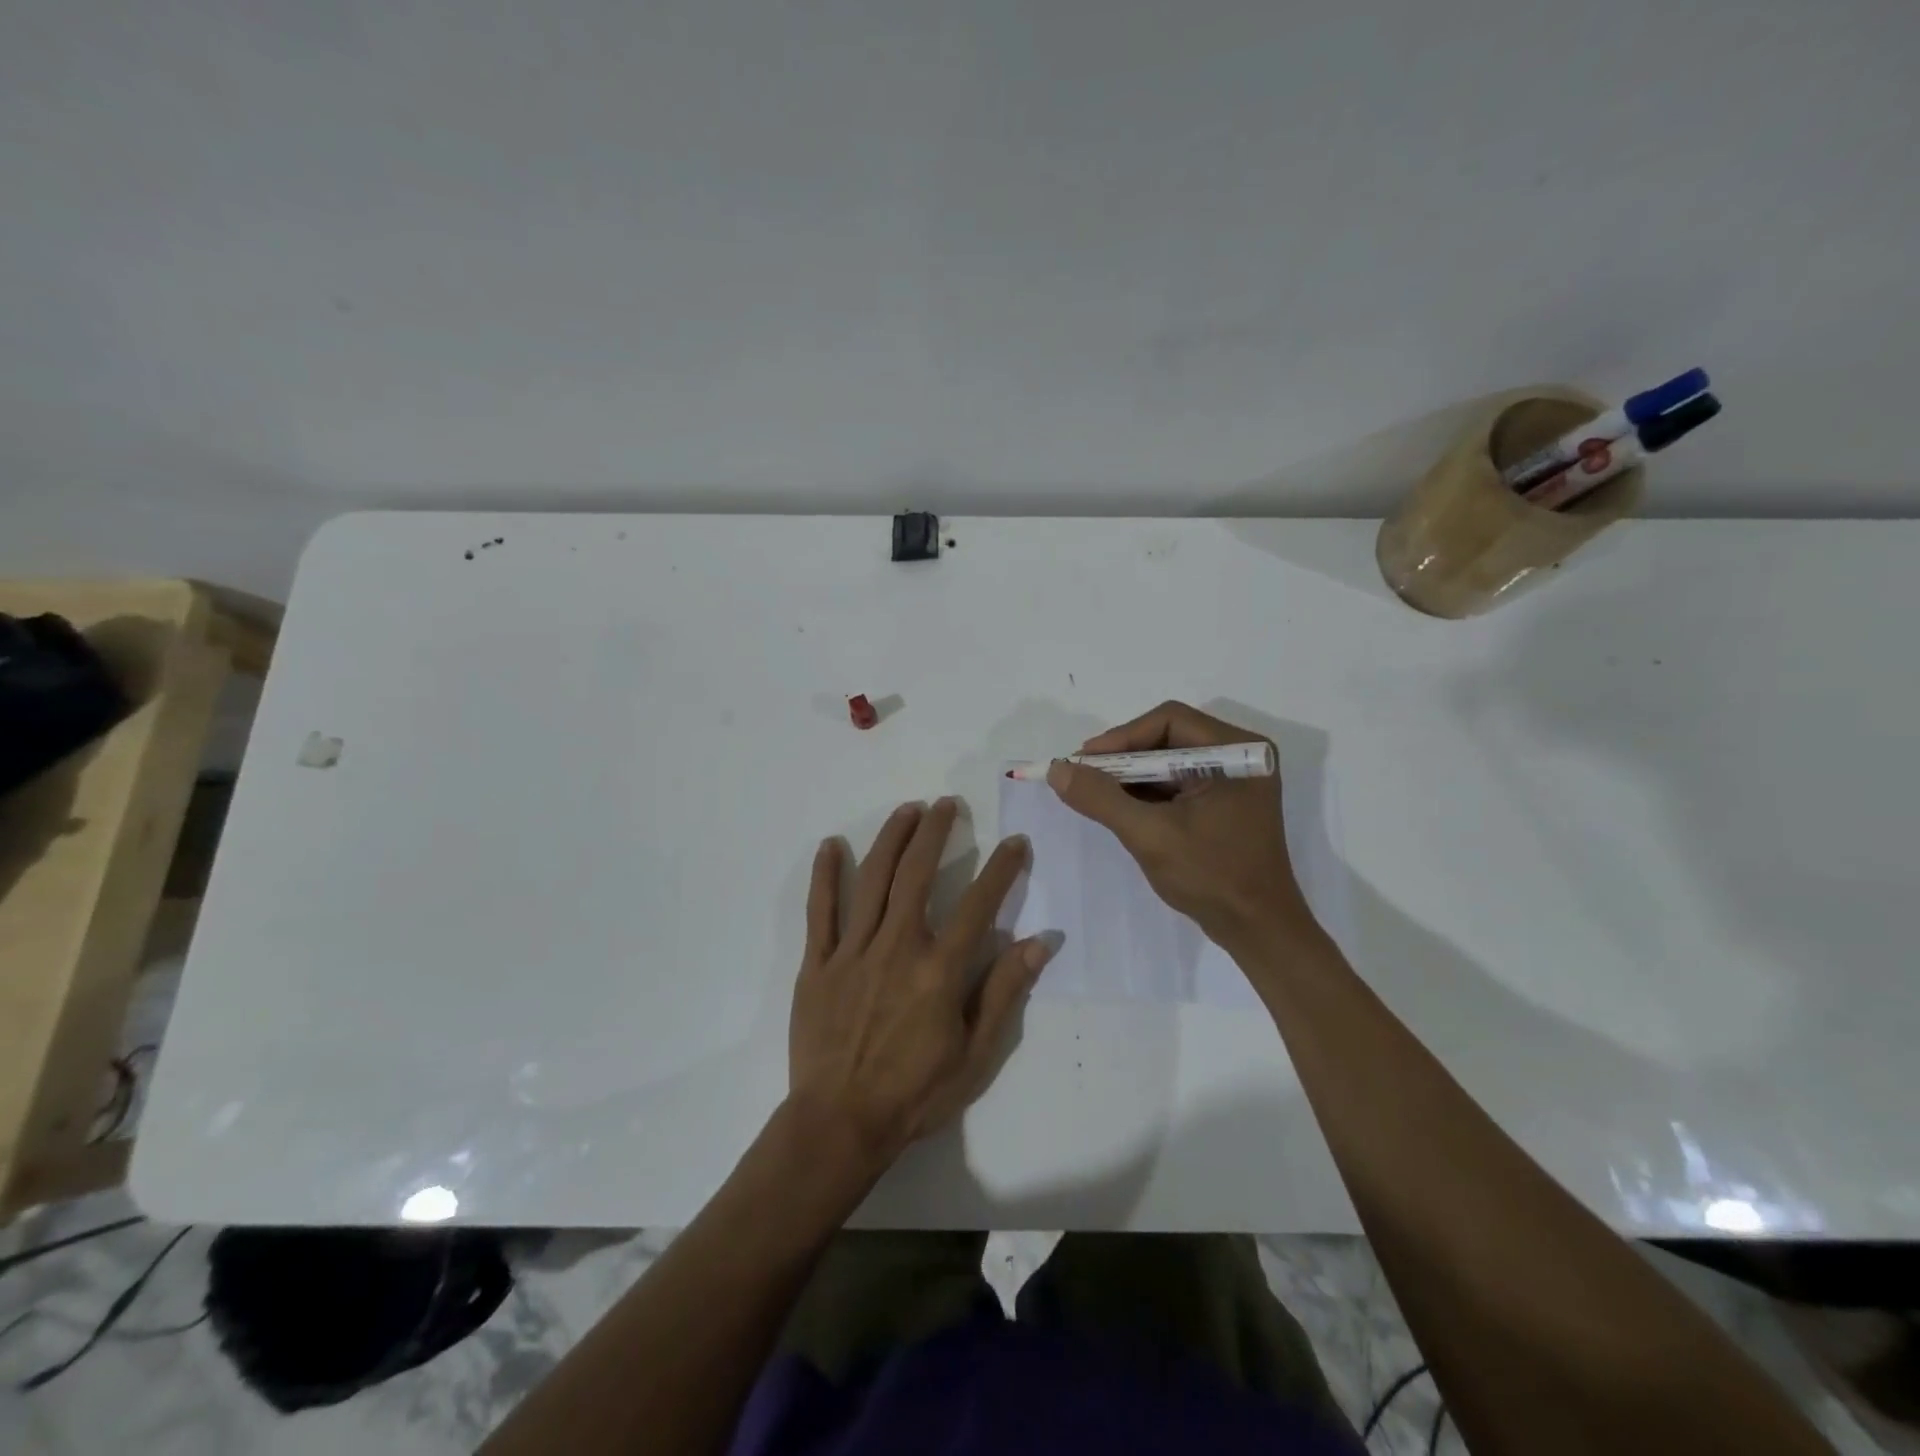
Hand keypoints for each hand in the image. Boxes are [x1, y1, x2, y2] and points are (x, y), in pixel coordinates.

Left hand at [788, 798, 1052, 1168]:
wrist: (840, 1124)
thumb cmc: (915, 1094)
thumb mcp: (975, 1055)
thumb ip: (1004, 992)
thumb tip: (1041, 943)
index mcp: (939, 970)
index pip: (979, 904)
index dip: (1002, 869)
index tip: (1015, 842)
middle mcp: (897, 946)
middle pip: (917, 873)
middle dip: (935, 832)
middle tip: (947, 805)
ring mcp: (853, 951)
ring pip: (873, 880)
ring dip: (891, 839)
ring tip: (906, 810)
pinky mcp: (818, 963)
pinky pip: (821, 911)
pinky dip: (826, 875)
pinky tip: (832, 845)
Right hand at [1047, 701, 1319, 951]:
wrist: (1258, 930)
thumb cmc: (1212, 877)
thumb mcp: (1150, 835)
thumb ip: (1101, 799)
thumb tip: (1056, 769)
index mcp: (1238, 751)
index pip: (1169, 720)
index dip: (1122, 737)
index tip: (1084, 762)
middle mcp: (1240, 755)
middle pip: (1167, 738)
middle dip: (1123, 759)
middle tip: (1082, 776)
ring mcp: (1233, 780)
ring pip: (1168, 761)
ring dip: (1130, 777)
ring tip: (1093, 794)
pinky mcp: (1223, 802)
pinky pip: (1176, 783)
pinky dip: (1145, 793)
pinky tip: (1118, 808)